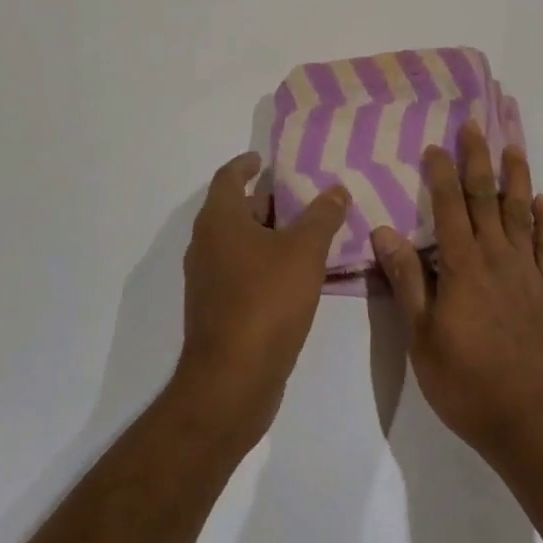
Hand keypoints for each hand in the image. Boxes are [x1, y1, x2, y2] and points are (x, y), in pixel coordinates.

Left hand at [175, 151, 349, 449]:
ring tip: (308, 231)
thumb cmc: (265, 302)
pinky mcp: (218, 312)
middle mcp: (206, 246)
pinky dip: (266, 263)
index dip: (246, 164)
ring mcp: (209, 281)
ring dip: (269, 234)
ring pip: (240, 243)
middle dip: (267, 200)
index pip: (228, 177)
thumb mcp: (304, 251)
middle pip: (236, 209)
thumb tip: (336, 189)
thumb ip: (322, 216)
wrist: (231, 383)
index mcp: (219, 221)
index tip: (265, 159)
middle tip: (303, 195)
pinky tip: (298, 273)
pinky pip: (243, 272)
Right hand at [371, 122, 542, 477]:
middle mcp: (498, 258)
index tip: (435, 146)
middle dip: (478, 159)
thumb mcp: (423, 339)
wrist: (535, 423)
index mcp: (463, 267)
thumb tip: (385, 232)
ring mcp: (528, 272)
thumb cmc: (468, 384)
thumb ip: (408, 282)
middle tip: (475, 125)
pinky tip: (542, 202)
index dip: (442, 174)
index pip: (450, 208)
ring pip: (521, 212)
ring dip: (517, 177)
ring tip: (513, 147)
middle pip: (487, 198)